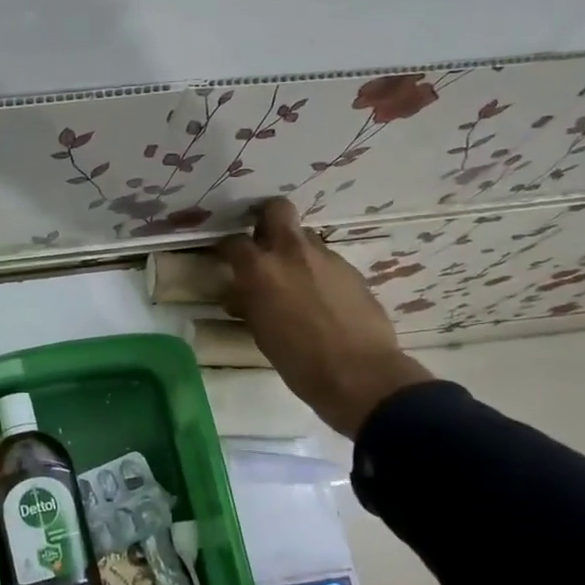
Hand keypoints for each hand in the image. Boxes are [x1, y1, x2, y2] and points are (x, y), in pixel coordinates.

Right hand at [215, 198, 433, 436]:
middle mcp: (292, 252)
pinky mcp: (351, 270)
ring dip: (294, 249)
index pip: (234, 241)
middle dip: (266, 218)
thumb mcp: (260, 332)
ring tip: (293, 277)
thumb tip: (240, 294)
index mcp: (261, 269)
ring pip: (305, 236)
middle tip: (261, 241)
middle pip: (277, 209)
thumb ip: (249, 303)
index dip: (226, 247)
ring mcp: (326, 257)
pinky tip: (319, 297)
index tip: (225, 257)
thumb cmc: (298, 360)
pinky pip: (326, 259)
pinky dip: (317, 270)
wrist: (359, 374)